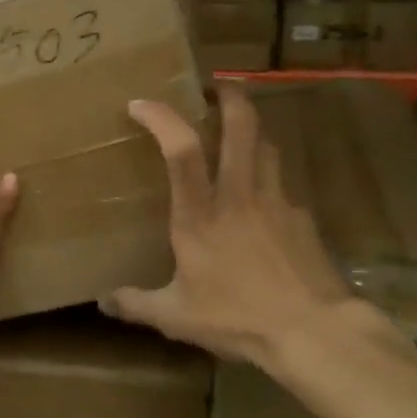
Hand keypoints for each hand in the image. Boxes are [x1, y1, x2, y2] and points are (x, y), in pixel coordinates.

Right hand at [100, 86, 352, 371]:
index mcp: (200, 216)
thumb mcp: (177, 317)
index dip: (162, 118)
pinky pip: (283, 186)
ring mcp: (277, 203)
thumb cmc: (238, 319)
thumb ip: (137, 304)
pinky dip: (269, 179)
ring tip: (239, 132)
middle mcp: (239, 196)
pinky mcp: (303, 219)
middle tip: (216, 86)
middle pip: (241, 127)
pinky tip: (263, 203)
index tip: (141, 103)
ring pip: (267, 147)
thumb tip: (102, 301)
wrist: (313, 332)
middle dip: (229, 96)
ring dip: (252, 130)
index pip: (181, 151)